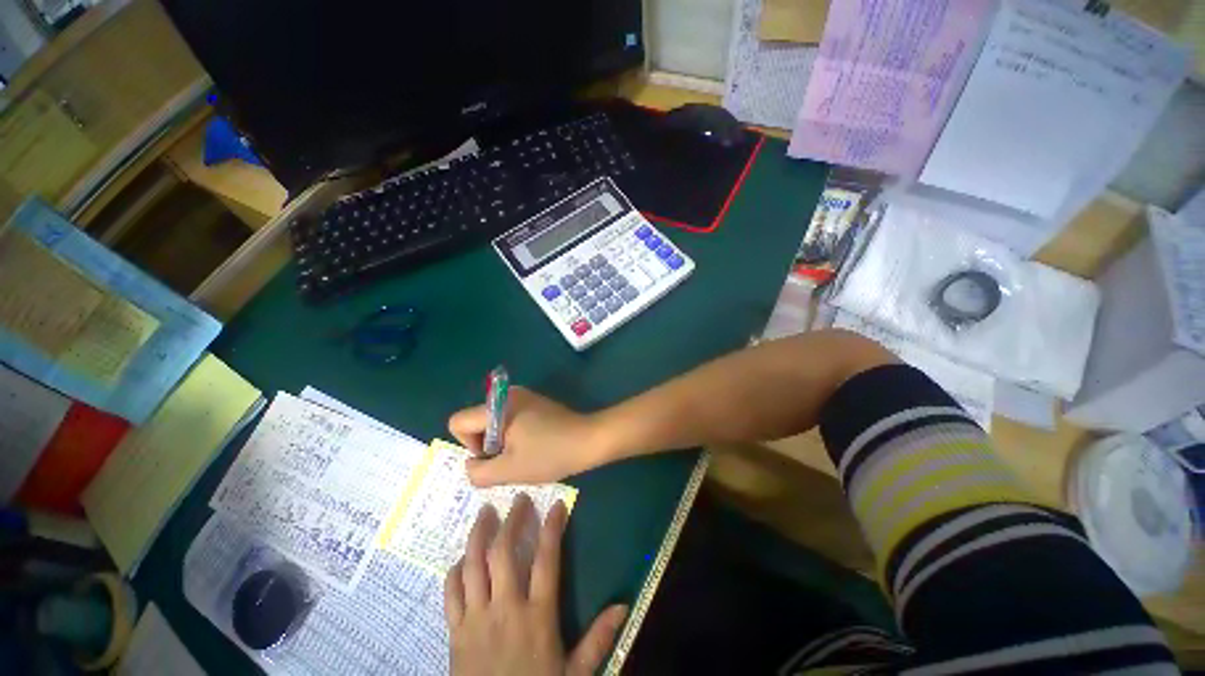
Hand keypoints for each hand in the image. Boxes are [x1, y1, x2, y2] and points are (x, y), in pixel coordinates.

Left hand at [444, 496, 627, 675]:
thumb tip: (624, 605)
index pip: (547, 560)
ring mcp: (476, 619)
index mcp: (538, 616)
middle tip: (518, 500)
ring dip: (478, 535)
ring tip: (485, 513)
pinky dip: (455, 571)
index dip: (553, 528)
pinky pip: (451, 594)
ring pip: (473, 566)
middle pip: (504, 553)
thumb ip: (597, 639)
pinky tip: (461, 559)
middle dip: (512, 520)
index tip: (557, 505)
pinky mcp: (455, 632)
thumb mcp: (574, 673)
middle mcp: (506, 609)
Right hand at [449, 387, 604, 486]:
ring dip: (502, 442)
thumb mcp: (510, 470)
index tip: (493, 456)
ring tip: (524, 454)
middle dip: (486, 445)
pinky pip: (510, 418)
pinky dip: (514, 434)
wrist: (588, 439)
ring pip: (494, 422)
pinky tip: (534, 446)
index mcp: (498, 406)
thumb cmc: (549, 454)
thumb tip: (470, 464)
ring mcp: (524, 397)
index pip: (458, 421)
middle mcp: (508, 395)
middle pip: (476, 421)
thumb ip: (478, 471)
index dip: (468, 445)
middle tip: (510, 458)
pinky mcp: (536, 403)